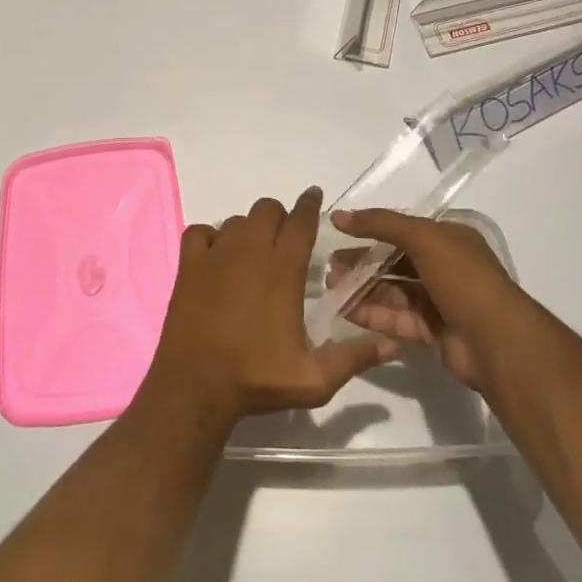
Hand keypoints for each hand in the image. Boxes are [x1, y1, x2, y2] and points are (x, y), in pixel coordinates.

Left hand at [147, 188, 396, 418]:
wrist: (196, 385)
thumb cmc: (257, 379)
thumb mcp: (315, 378)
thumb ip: (354, 358)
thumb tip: (392, 345)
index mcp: (283, 270)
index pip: (301, 221)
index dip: (310, 205)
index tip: (314, 196)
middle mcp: (250, 251)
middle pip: (267, 210)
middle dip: (279, 218)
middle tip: (283, 240)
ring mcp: (215, 254)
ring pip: (236, 220)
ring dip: (248, 229)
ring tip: (252, 253)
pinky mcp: (189, 264)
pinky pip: (200, 232)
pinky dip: (210, 237)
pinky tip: (216, 256)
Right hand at [332, 209, 529, 393]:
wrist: (498, 343)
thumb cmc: (463, 279)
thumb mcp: (423, 238)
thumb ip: (381, 224)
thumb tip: (338, 215)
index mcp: (449, 239)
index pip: (403, 229)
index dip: (370, 230)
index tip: (339, 235)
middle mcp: (445, 267)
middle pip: (394, 261)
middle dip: (362, 263)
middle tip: (330, 267)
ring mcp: (440, 301)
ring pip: (393, 291)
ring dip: (363, 288)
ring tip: (332, 288)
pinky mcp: (433, 332)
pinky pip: (397, 318)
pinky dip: (373, 314)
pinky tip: (347, 312)